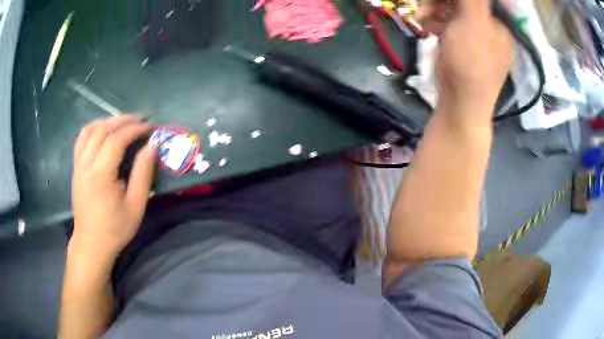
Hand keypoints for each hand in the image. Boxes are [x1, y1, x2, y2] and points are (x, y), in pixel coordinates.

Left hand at [70, 115, 155, 262]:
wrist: (91, 243)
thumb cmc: (115, 228)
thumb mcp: (135, 206)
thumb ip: (143, 174)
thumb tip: (152, 146)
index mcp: (101, 174)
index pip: (117, 139)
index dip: (135, 129)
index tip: (150, 127)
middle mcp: (86, 164)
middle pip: (103, 129)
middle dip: (124, 120)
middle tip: (141, 119)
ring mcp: (78, 164)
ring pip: (90, 130)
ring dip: (108, 121)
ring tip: (123, 122)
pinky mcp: (75, 167)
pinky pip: (82, 138)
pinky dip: (94, 128)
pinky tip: (103, 129)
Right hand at [421, 0, 514, 120]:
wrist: (461, 104)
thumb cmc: (471, 62)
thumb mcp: (473, 23)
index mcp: (500, 23)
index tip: (442, 0)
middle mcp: (490, 27)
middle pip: (466, 2)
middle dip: (443, 0)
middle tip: (426, 5)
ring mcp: (476, 36)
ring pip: (454, 10)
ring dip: (435, 8)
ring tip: (423, 17)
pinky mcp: (462, 44)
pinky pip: (449, 24)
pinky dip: (436, 22)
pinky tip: (428, 27)